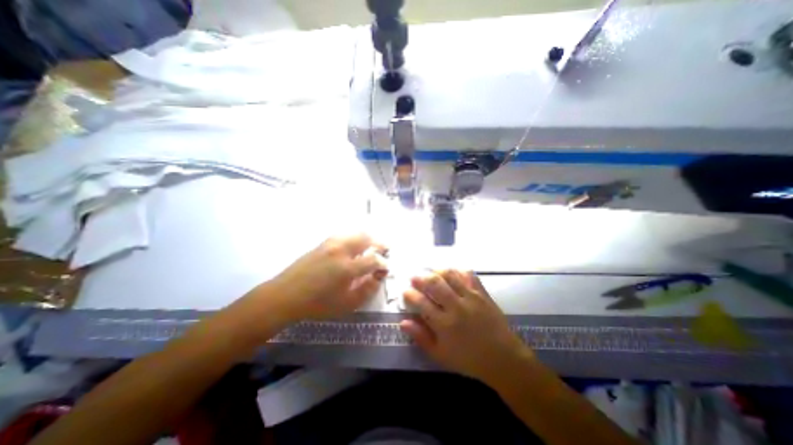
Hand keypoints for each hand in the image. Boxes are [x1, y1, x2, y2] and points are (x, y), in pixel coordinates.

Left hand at [265, 232, 389, 322]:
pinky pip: (344, 235)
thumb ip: (366, 290)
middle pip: (365, 238)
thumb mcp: (346, 304)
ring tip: (371, 246)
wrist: (285, 296)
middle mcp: (340, 251)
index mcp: (347, 268)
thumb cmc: (317, 304)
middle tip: (384, 249)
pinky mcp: (322, 243)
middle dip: (378, 243)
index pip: (373, 260)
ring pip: (355, 233)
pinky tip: (354, 246)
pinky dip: (354, 237)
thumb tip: (378, 277)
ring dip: (367, 238)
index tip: (385, 268)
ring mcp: (330, 244)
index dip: (383, 263)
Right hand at [403, 269, 531, 382]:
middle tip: (414, 278)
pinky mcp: (482, 293)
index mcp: (444, 324)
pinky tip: (452, 273)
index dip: (410, 295)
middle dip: (420, 278)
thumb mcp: (440, 354)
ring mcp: (471, 297)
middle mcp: (456, 307)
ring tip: (431, 273)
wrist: (502, 358)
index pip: (421, 303)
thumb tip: (403, 322)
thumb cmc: (468, 359)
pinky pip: (469, 275)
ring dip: (437, 271)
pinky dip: (458, 271)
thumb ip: (421, 337)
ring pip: (450, 275)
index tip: (406, 292)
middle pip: (434, 284)